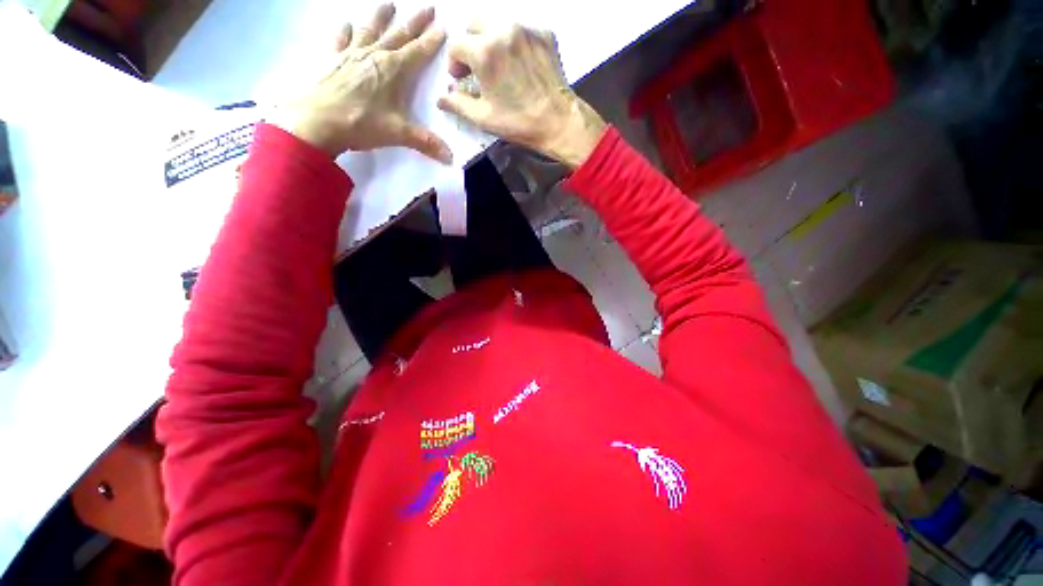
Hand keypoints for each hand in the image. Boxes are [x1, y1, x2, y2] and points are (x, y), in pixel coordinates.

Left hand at [270, 4, 451, 162]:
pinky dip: (346, 31)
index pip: (419, 51)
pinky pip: (342, 40)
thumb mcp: (399, 134)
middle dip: (415, 22)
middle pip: (399, 34)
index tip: (443, 27)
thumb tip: (451, 158)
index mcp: (394, 70)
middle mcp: (376, 56)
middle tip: (428, 7)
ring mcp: (353, 55)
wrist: (319, 121)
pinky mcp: (334, 60)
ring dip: (382, 17)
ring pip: (371, 30)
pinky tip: (347, 24)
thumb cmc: (362, 123)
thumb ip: (426, 143)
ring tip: (389, 4)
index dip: (432, 40)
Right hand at [437, 23, 605, 168]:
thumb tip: (441, 99)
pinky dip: (514, 44)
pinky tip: (519, 66)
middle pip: (474, 25)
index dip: (455, 63)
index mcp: (485, 51)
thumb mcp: (484, 118)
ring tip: (499, 67)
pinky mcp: (544, 34)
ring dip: (491, 42)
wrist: (559, 122)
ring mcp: (526, 30)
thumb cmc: (519, 123)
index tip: (461, 78)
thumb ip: (458, 104)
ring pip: (498, 24)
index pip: (456, 45)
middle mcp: (504, 31)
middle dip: (471, 46)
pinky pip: (521, 30)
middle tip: (477, 69)